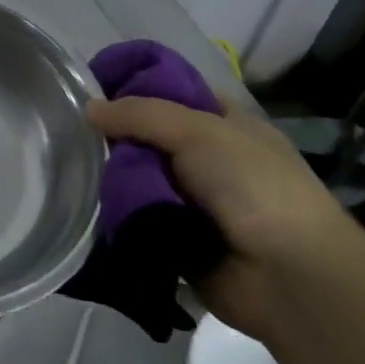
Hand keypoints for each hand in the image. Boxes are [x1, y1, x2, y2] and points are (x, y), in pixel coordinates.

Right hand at [88, 96, 357, 337]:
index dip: (134, 86)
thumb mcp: (197, 130)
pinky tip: (87, 203)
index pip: (171, 92)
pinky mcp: (179, 239)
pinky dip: (119, 213)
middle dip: (116, 135)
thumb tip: (89, 108)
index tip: (92, 86)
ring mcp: (195, 201)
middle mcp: (209, 158)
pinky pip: (139, 218)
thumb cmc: (253, 185)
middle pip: (149, 136)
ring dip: (114, 176)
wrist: (291, 277)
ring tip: (73, 167)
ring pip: (139, 177)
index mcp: (225, 123)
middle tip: (74, 131)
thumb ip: (140, 114)